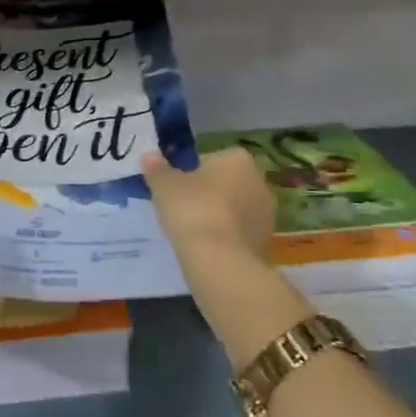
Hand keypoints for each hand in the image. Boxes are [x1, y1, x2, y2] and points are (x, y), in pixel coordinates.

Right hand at [142, 148, 274, 258]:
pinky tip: (207, 247)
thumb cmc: (192, 210)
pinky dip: (226, 236)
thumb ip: (157, 169)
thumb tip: (149, 155)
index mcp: (238, 159)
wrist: (220, 260)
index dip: (191, 172)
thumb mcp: (164, 186)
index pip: (210, 158)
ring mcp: (266, 213)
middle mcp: (259, 181)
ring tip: (193, 230)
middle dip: (208, 192)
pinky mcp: (266, 241)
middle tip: (182, 208)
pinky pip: (239, 231)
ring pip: (234, 207)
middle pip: (226, 182)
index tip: (176, 188)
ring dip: (218, 215)